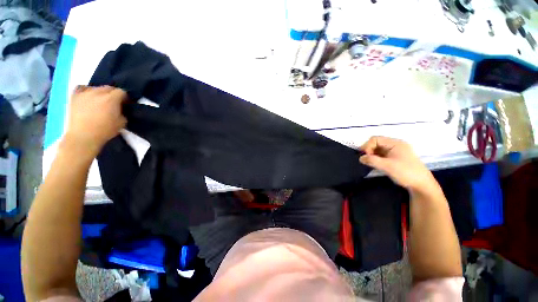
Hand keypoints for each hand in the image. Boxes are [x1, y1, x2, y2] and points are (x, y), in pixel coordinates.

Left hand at [64, 85, 127, 157]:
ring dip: (100, 93)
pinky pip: (81, 88)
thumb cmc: (105, 130)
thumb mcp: (122, 122)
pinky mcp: (75, 96)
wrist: (83, 136)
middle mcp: (98, 92)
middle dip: (113, 94)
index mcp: (111, 99)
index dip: (125, 98)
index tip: (125, 104)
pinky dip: (86, 90)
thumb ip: (122, 112)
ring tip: (100, 101)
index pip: (122, 92)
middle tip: (114, 104)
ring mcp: (85, 93)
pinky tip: (88, 96)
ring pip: (96, 88)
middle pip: (109, 88)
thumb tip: (120, 108)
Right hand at [359, 136, 435, 191]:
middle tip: (366, 160)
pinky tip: (375, 164)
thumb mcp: (387, 166)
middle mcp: (395, 145)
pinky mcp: (395, 158)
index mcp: (395, 143)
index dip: (368, 146)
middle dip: (369, 150)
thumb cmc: (406, 173)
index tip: (366, 157)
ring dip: (372, 155)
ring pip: (378, 149)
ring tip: (369, 163)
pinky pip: (382, 155)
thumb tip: (360, 158)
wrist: (422, 185)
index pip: (375, 139)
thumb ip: (372, 160)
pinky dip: (376, 158)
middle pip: (376, 143)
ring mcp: (396, 152)